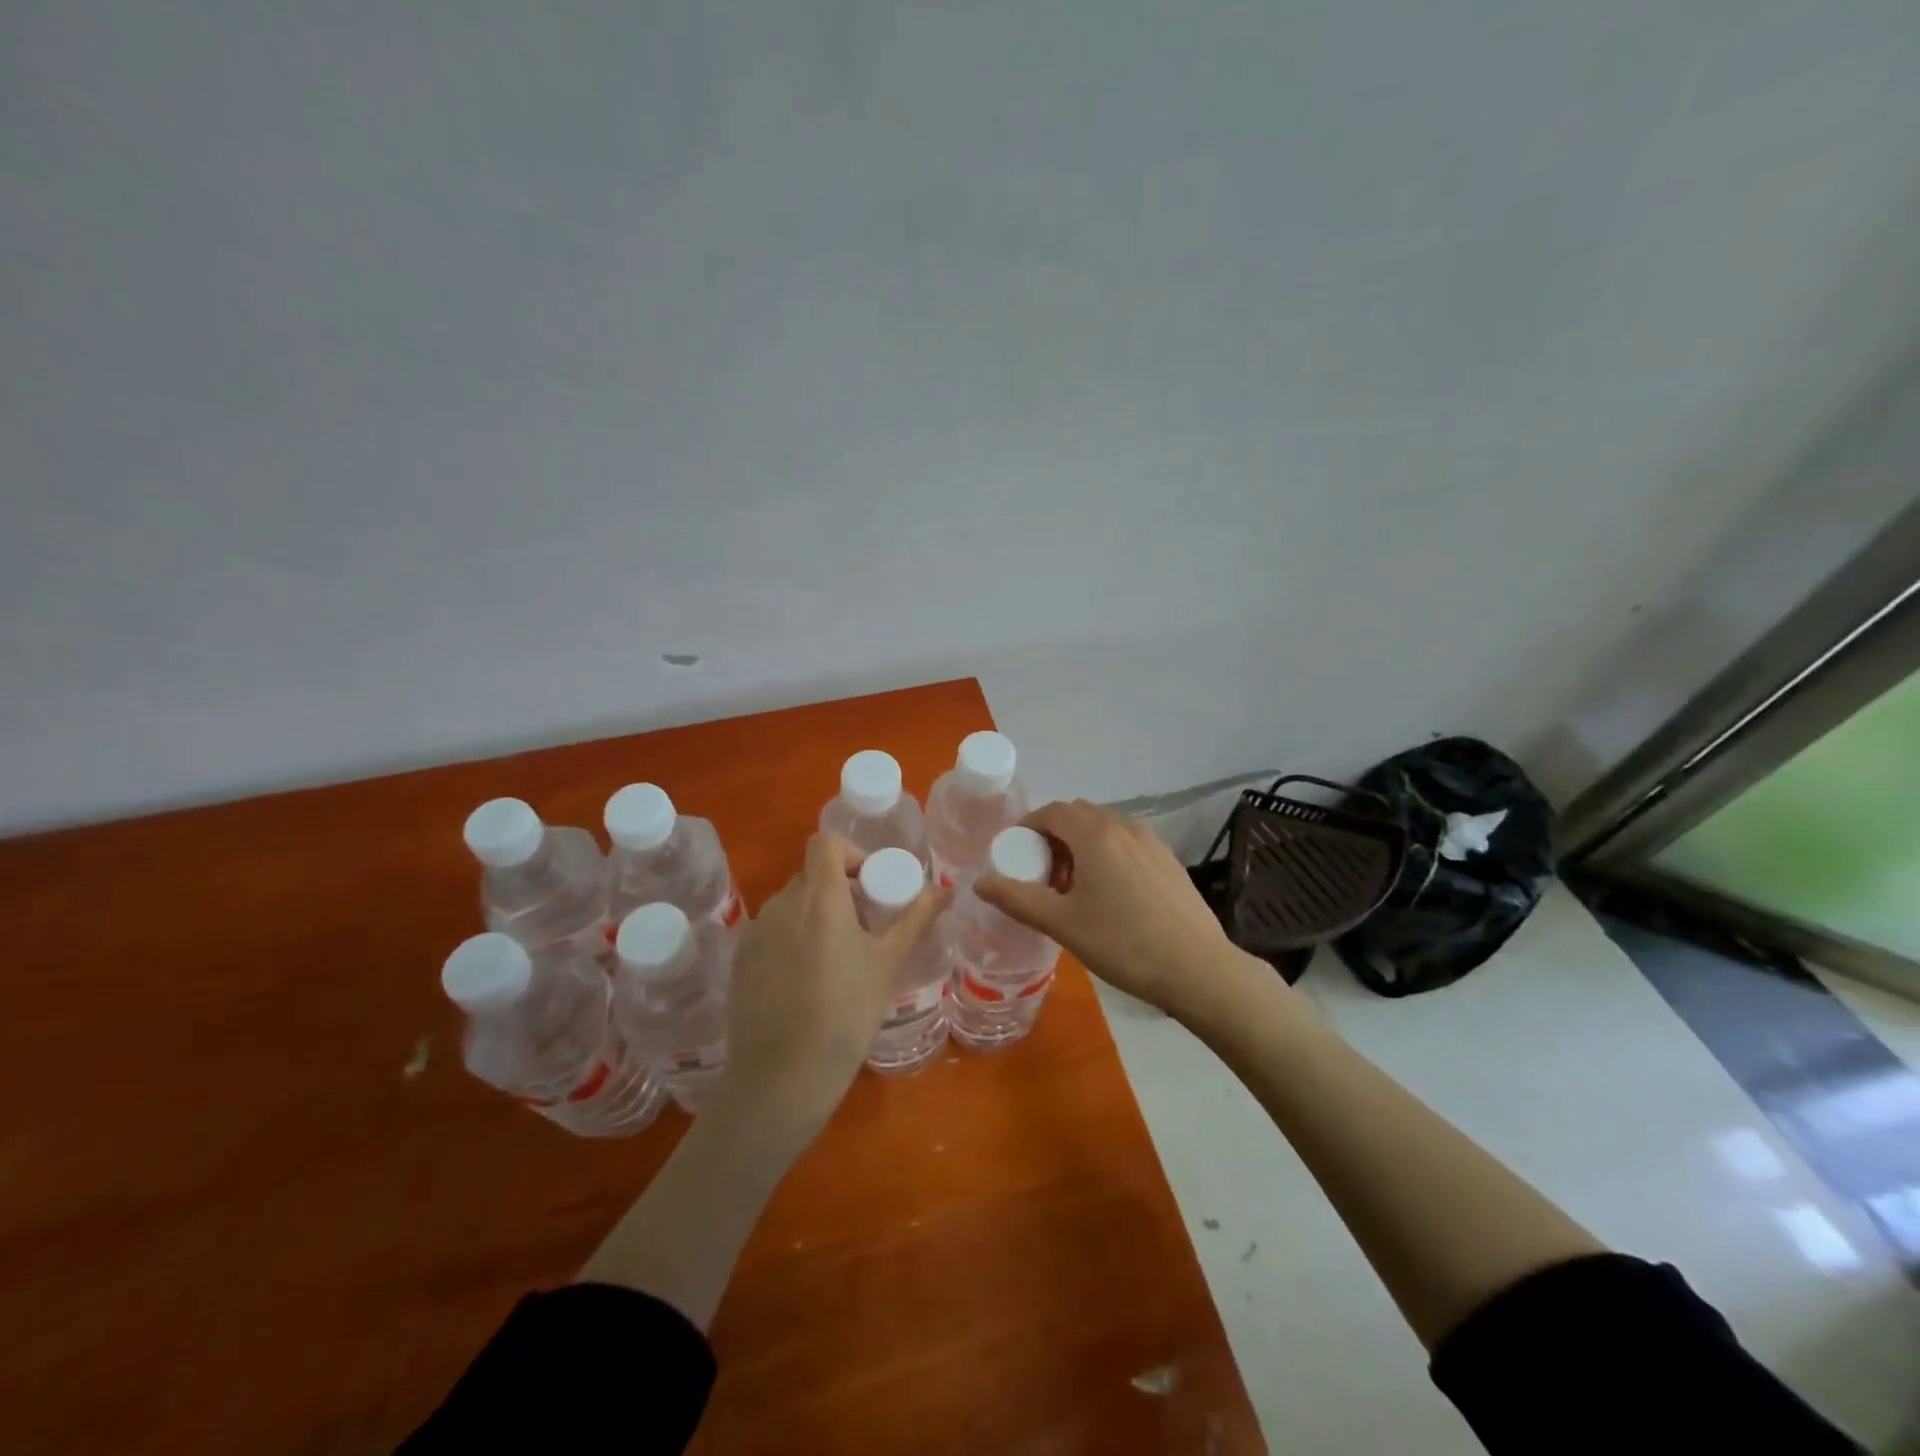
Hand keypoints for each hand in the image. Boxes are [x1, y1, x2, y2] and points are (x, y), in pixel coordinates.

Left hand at [717, 833, 945, 1138]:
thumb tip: (945, 889)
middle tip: (863, 927)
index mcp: (819, 898)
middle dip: (839, 889)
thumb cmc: (845, 1014)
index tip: (871, 885)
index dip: (851, 853)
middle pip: (811, 875)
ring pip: (790, 904)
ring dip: (815, 914)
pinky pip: (771, 931)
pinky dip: (791, 938)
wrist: (783, 1078)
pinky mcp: (739, 961)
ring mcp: (755, 932)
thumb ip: (915, 918)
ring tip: (836, 957)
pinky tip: (805, 981)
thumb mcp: (887, 964)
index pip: (825, 842)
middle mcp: (781, 905)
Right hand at [974, 799, 1239, 1017]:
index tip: (1015, 854)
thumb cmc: (1123, 944)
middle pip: (1078, 815)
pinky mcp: (1168, 859)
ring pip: (1104, 827)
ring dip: (1081, 844)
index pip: (1053, 811)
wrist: (1198, 968)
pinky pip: (1127, 842)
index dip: (1028, 827)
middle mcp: (1124, 827)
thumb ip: (1017, 899)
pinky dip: (1107, 853)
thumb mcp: (1062, 925)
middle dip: (1053, 835)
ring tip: (1075, 887)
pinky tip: (1111, 894)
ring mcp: (1151, 841)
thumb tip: (979, 882)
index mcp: (1095, 835)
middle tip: (1043, 873)